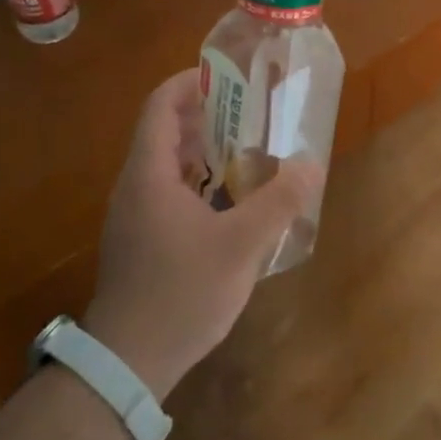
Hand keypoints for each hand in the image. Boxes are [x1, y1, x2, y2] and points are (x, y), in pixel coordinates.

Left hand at [85, 70, 318, 399]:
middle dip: (206, 116)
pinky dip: (197, 182)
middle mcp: (134, 187)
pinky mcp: (140, 241)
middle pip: (165, 132)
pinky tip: (229, 202)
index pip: (160, 106)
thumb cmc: (182, 291)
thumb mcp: (241, 245)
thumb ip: (278, 201)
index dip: (190, 83)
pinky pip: (168, 193)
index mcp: (149, 174)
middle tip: (250, 113)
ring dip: (203, 151)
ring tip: (247, 151)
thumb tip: (311, 164)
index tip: (227, 78)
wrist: (129, 361)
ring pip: (167, 166)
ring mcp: (133, 216)